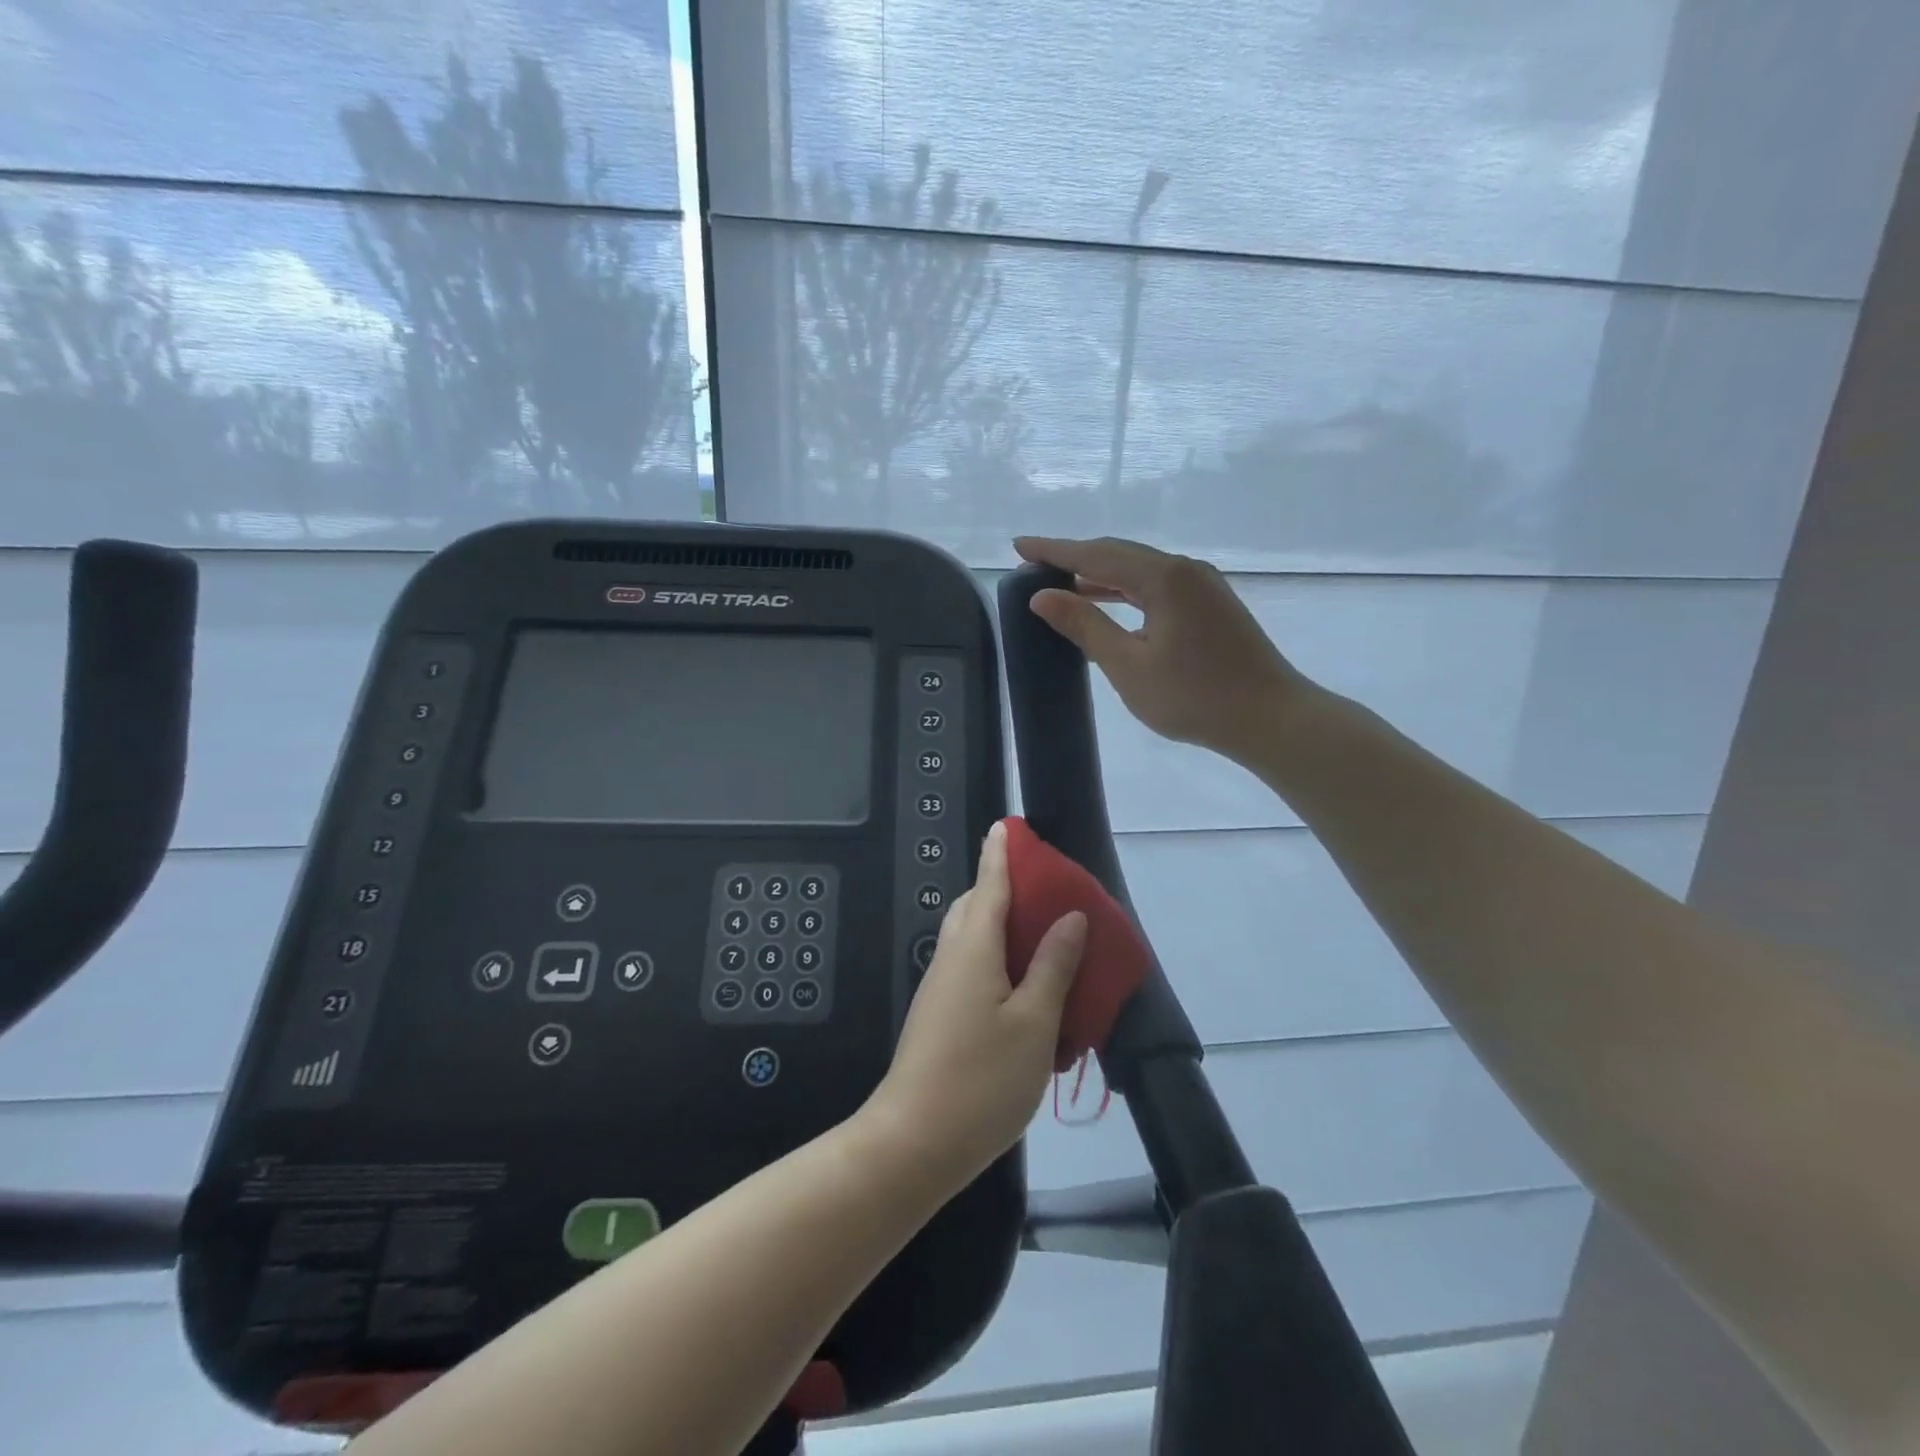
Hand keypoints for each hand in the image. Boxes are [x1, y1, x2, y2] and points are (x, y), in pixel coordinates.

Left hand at [866, 821, 1086, 1189]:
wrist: (913, 1142)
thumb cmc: (981, 1080)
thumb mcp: (1033, 1023)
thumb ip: (1053, 966)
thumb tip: (1070, 917)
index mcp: (973, 948)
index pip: (989, 885)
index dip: (1001, 854)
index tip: (1008, 826)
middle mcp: (951, 958)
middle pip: (975, 907)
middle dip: (1002, 887)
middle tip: (1043, 890)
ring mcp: (941, 988)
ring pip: (971, 938)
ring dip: (1001, 925)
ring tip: (1042, 935)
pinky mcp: (940, 1015)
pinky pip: (971, 967)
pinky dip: (997, 959)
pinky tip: (1024, 986)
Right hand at [1013, 535, 1312, 763]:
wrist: (1270, 718)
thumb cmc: (1194, 696)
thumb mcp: (1128, 665)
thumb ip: (1085, 625)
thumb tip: (1043, 596)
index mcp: (1163, 577)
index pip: (1095, 554)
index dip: (1054, 550)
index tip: (1019, 545)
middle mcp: (1185, 570)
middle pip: (1119, 554)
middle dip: (1075, 557)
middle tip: (1036, 564)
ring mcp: (1203, 586)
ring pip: (1140, 570)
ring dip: (1101, 576)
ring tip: (1064, 586)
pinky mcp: (1212, 605)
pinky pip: (1158, 586)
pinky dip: (1126, 592)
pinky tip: (1109, 608)